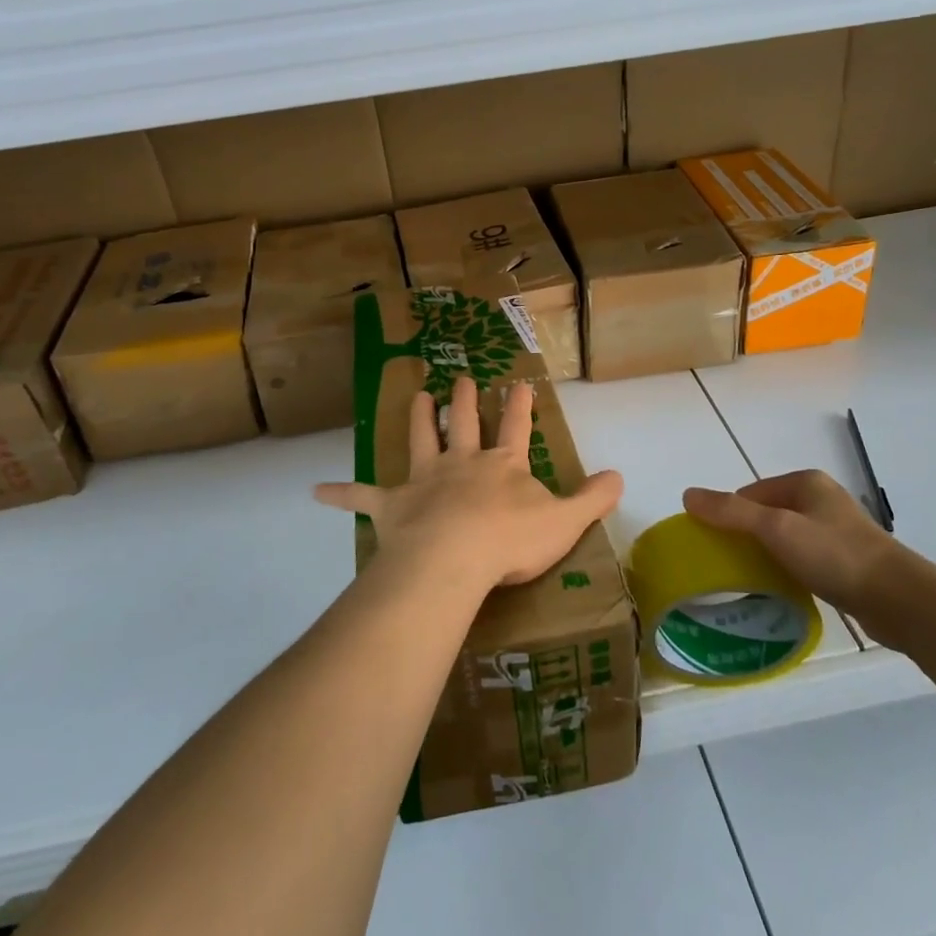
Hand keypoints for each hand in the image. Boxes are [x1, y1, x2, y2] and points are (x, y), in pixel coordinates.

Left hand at [315, 376, 623, 596]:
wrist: (456, 557)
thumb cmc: (511, 540)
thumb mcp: (565, 521)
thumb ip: (593, 498)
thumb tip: (620, 476)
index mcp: (501, 464)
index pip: (515, 426)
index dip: (519, 404)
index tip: (519, 381)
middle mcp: (462, 462)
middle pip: (464, 423)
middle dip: (465, 399)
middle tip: (462, 377)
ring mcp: (425, 480)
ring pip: (421, 439)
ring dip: (419, 418)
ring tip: (417, 394)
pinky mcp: (393, 505)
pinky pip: (363, 497)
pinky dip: (341, 494)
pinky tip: (315, 491)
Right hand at [683, 470, 909, 626]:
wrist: (902, 601)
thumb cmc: (835, 555)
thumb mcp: (776, 529)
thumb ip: (731, 512)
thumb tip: (687, 495)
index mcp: (805, 482)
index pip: (749, 493)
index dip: (728, 517)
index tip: (715, 547)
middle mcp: (820, 500)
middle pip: (765, 515)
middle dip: (746, 538)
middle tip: (729, 566)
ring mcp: (835, 530)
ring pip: (784, 539)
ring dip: (767, 556)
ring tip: (752, 582)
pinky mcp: (846, 560)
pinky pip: (803, 559)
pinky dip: (788, 570)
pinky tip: (782, 590)